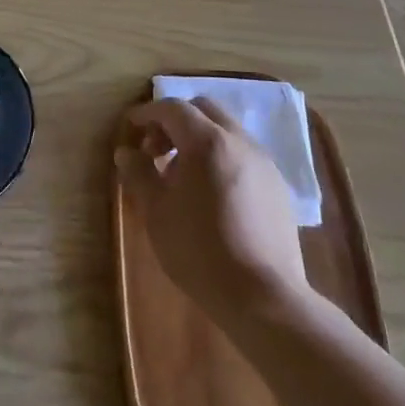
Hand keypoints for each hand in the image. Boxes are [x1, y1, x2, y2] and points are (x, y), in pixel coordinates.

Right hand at [117, 97, 308, 327]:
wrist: (261, 297)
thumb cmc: (199, 250)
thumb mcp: (156, 211)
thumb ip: (139, 173)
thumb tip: (126, 152)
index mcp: (208, 141)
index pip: (173, 108)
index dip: (148, 113)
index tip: (130, 127)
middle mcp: (240, 142)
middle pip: (204, 111)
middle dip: (175, 122)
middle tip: (155, 150)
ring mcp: (264, 163)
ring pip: (227, 131)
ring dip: (199, 140)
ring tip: (181, 176)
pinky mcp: (278, 187)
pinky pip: (243, 155)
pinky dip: (221, 157)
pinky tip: (211, 195)